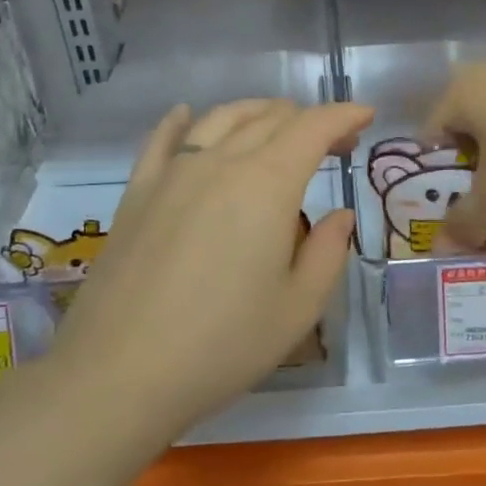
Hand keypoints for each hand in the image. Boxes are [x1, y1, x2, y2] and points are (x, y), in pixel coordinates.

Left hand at [42, 99, 370, 442]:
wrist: (120, 372)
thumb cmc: (223, 344)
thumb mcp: (298, 307)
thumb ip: (328, 252)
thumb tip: (339, 216)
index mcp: (267, 184)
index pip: (313, 127)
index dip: (344, 115)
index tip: (366, 116)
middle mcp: (220, 162)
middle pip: (270, 118)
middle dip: (310, 120)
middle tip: (333, 143)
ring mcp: (172, 173)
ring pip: (221, 119)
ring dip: (257, 113)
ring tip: (276, 126)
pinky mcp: (137, 192)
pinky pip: (162, 140)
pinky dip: (182, 121)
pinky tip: (187, 115)